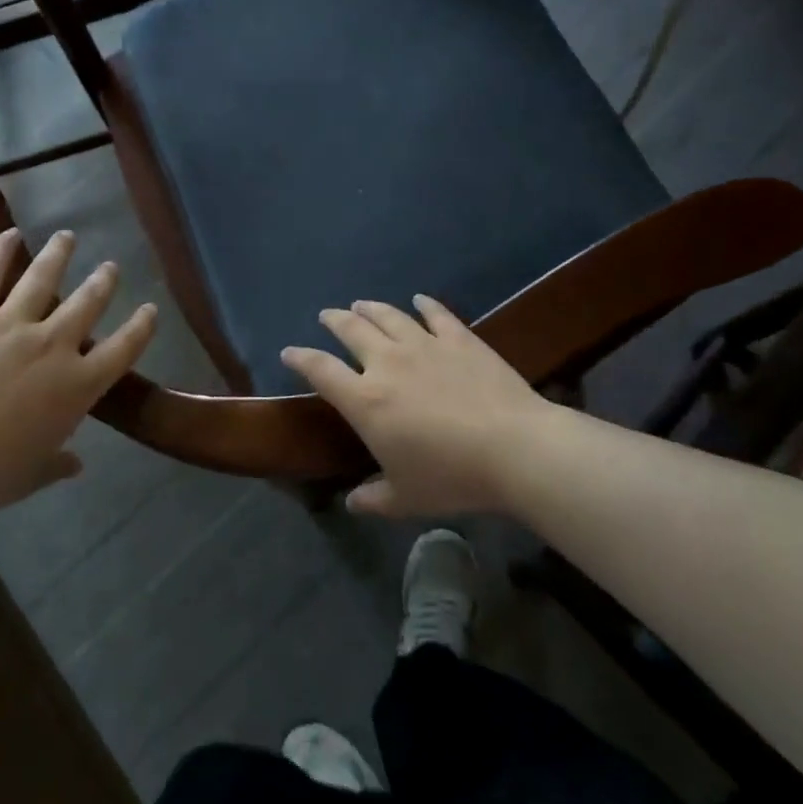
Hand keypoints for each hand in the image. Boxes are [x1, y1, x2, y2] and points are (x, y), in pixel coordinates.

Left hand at [0, 228, 155, 515]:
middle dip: (103, 282)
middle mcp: (52, 346)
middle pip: (87, 304)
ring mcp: (10, 324)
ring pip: (42, 279)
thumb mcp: (28, 477)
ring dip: (58, 255)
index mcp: (76, 387)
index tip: (151, 309)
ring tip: (67, 237)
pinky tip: (9, 233)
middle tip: (111, 267)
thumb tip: (76, 464)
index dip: (140, 328)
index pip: (122, 350)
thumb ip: (56, 465)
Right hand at [281, 297, 556, 517]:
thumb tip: (352, 503)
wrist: (513, 448)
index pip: (321, 370)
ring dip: (370, 308)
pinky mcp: (459, 339)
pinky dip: (425, 305)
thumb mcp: (406, 498)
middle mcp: (387, 363)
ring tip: (361, 303)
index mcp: (366, 400)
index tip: (289, 352)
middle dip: (334, 321)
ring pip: (388, 316)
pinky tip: (419, 300)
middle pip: (352, 331)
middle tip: (327, 316)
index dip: (300, 358)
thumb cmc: (451, 476)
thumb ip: (374, 498)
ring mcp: (424, 345)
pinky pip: (436, 314)